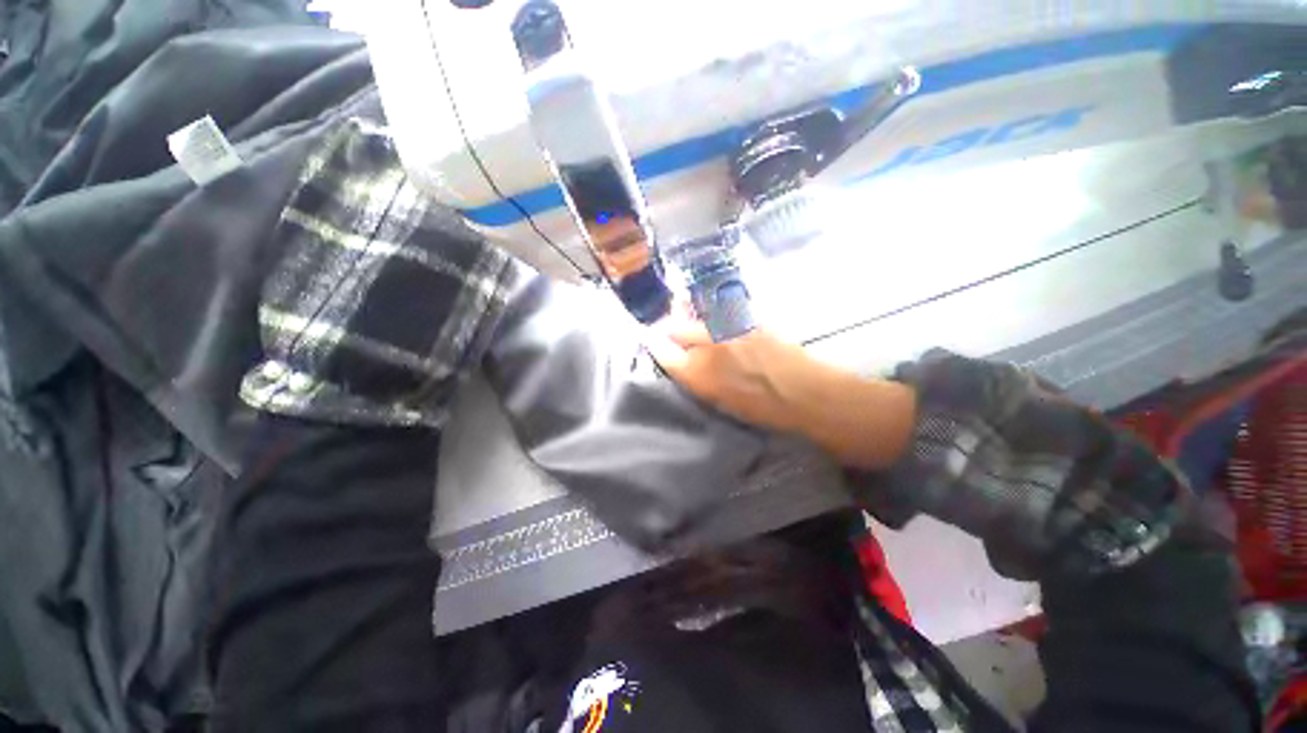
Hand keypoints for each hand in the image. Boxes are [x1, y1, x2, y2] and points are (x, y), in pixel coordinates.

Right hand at [643, 307, 824, 432]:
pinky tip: (721, 325)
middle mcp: (707, 345)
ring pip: (697, 317)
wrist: (803, 391)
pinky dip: (715, 318)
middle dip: (670, 330)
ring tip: (697, 327)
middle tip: (672, 334)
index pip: (663, 352)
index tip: (649, 340)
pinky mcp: (746, 317)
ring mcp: (727, 327)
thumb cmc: (761, 408)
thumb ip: (696, 378)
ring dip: (691, 322)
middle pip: (675, 328)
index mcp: (698, 373)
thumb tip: (683, 363)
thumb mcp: (719, 401)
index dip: (654, 345)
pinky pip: (720, 314)